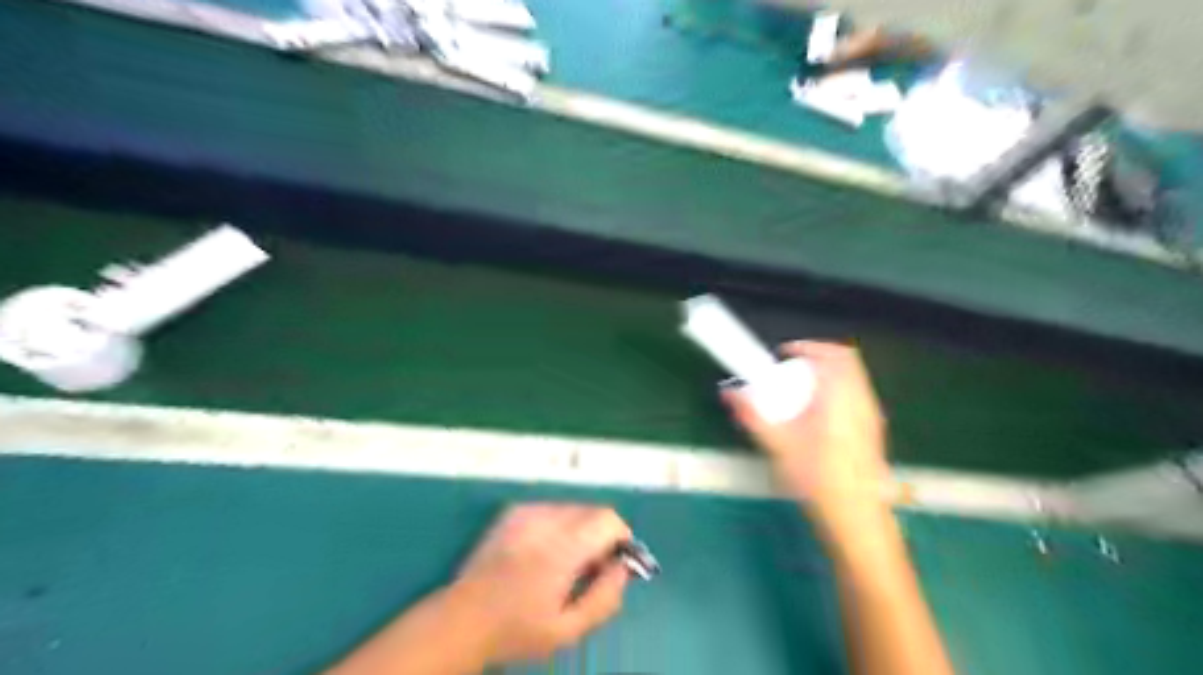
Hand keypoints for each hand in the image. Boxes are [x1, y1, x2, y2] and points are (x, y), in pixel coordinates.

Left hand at [441, 500, 628, 664]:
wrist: (463, 619)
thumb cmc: (517, 630)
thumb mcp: (568, 630)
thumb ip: (605, 598)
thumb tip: (623, 567)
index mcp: (560, 549)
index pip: (607, 519)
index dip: (620, 538)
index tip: (614, 563)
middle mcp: (544, 521)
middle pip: (592, 511)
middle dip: (601, 535)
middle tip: (590, 569)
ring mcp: (526, 513)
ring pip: (573, 509)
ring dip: (580, 530)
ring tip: (564, 562)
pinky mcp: (513, 512)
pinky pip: (551, 509)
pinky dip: (559, 526)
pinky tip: (542, 552)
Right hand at [717, 342, 885, 538]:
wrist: (856, 519)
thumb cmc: (817, 478)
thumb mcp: (778, 444)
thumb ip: (752, 414)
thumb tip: (729, 392)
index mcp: (842, 397)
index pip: (835, 354)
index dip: (809, 346)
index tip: (785, 354)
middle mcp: (862, 401)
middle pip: (846, 363)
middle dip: (817, 360)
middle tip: (791, 371)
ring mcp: (872, 418)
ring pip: (852, 381)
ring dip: (827, 377)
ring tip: (800, 393)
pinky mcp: (873, 434)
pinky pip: (856, 398)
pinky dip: (836, 394)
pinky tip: (817, 420)